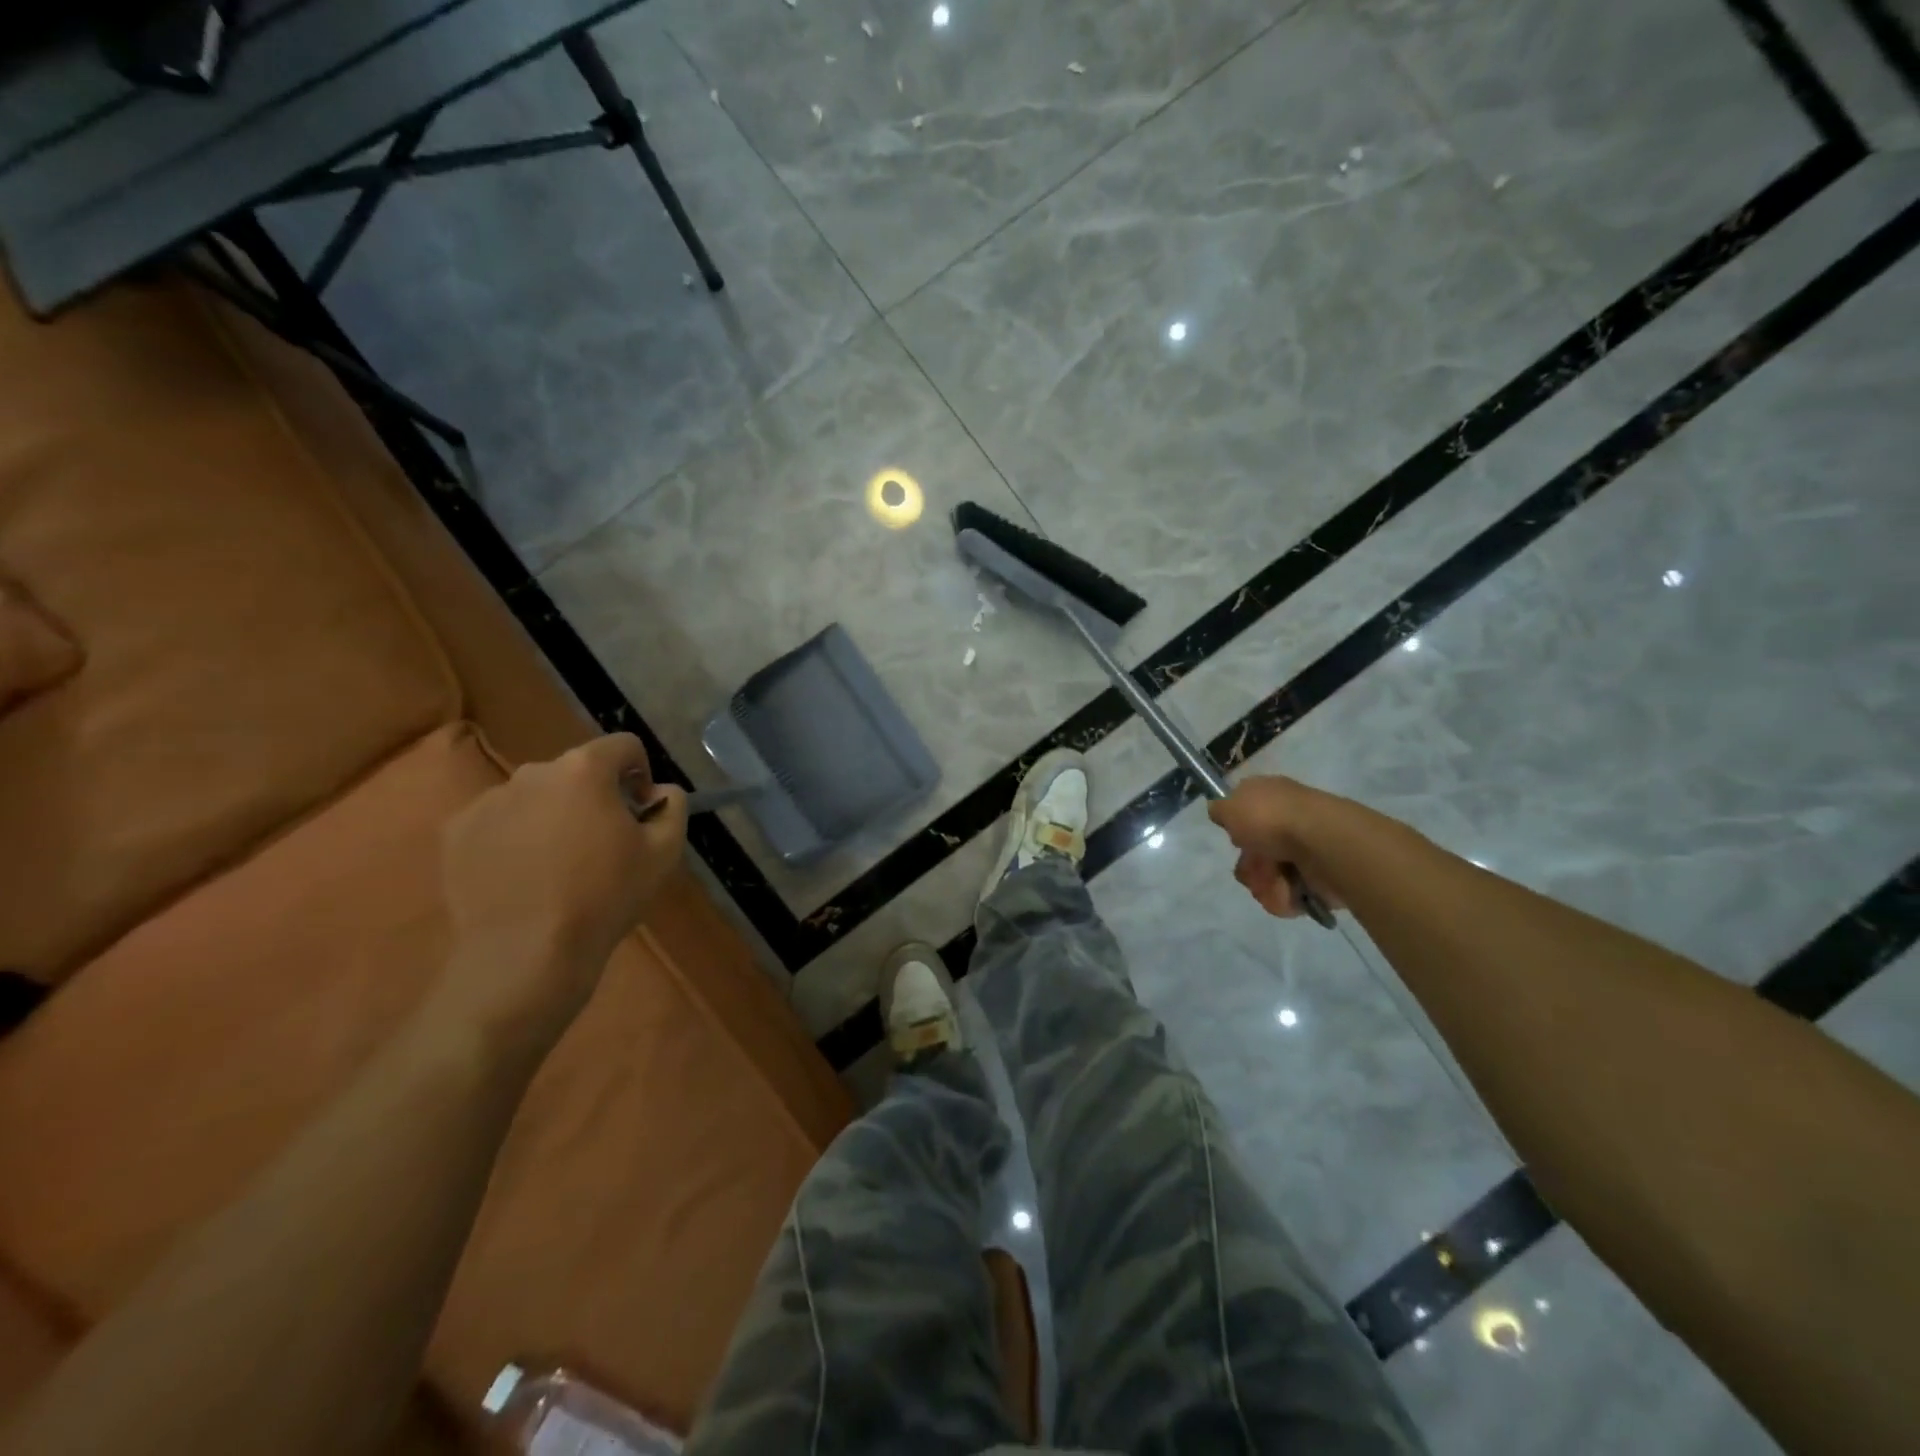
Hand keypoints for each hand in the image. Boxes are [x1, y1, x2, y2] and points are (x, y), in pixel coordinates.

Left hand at [434, 734, 686, 1060]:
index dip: (640, 772)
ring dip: (553, 815)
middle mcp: (533, 772)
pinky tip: (523, 877)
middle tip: (602, 842)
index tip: (640, 810)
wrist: (526, 954)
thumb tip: (661, 791)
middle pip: (575, 770)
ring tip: (558, 864)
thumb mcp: (664, 853)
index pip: (623, 745)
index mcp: (584, 770)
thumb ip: (673, 807)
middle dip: (594, 795)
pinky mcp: (456, 833)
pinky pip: (498, 821)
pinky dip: (514, 837)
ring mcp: (488, 801)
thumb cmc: (606, 897)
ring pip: (535, 795)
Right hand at [1207, 775, 1345, 919]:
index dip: (1236, 827)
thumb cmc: (1271, 818)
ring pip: (1265, 878)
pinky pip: (1286, 896)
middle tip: (1257, 862)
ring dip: (1264, 883)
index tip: (1237, 835)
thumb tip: (1221, 811)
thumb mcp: (1230, 805)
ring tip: (1277, 880)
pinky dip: (1283, 897)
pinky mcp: (1316, 879)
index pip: (1245, 814)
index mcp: (1270, 798)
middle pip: (1251, 854)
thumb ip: (1219, 809)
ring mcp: (1303, 851)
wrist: (1322, 843)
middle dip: (1249, 865)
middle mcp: (1286, 822)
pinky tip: (1289, 891)